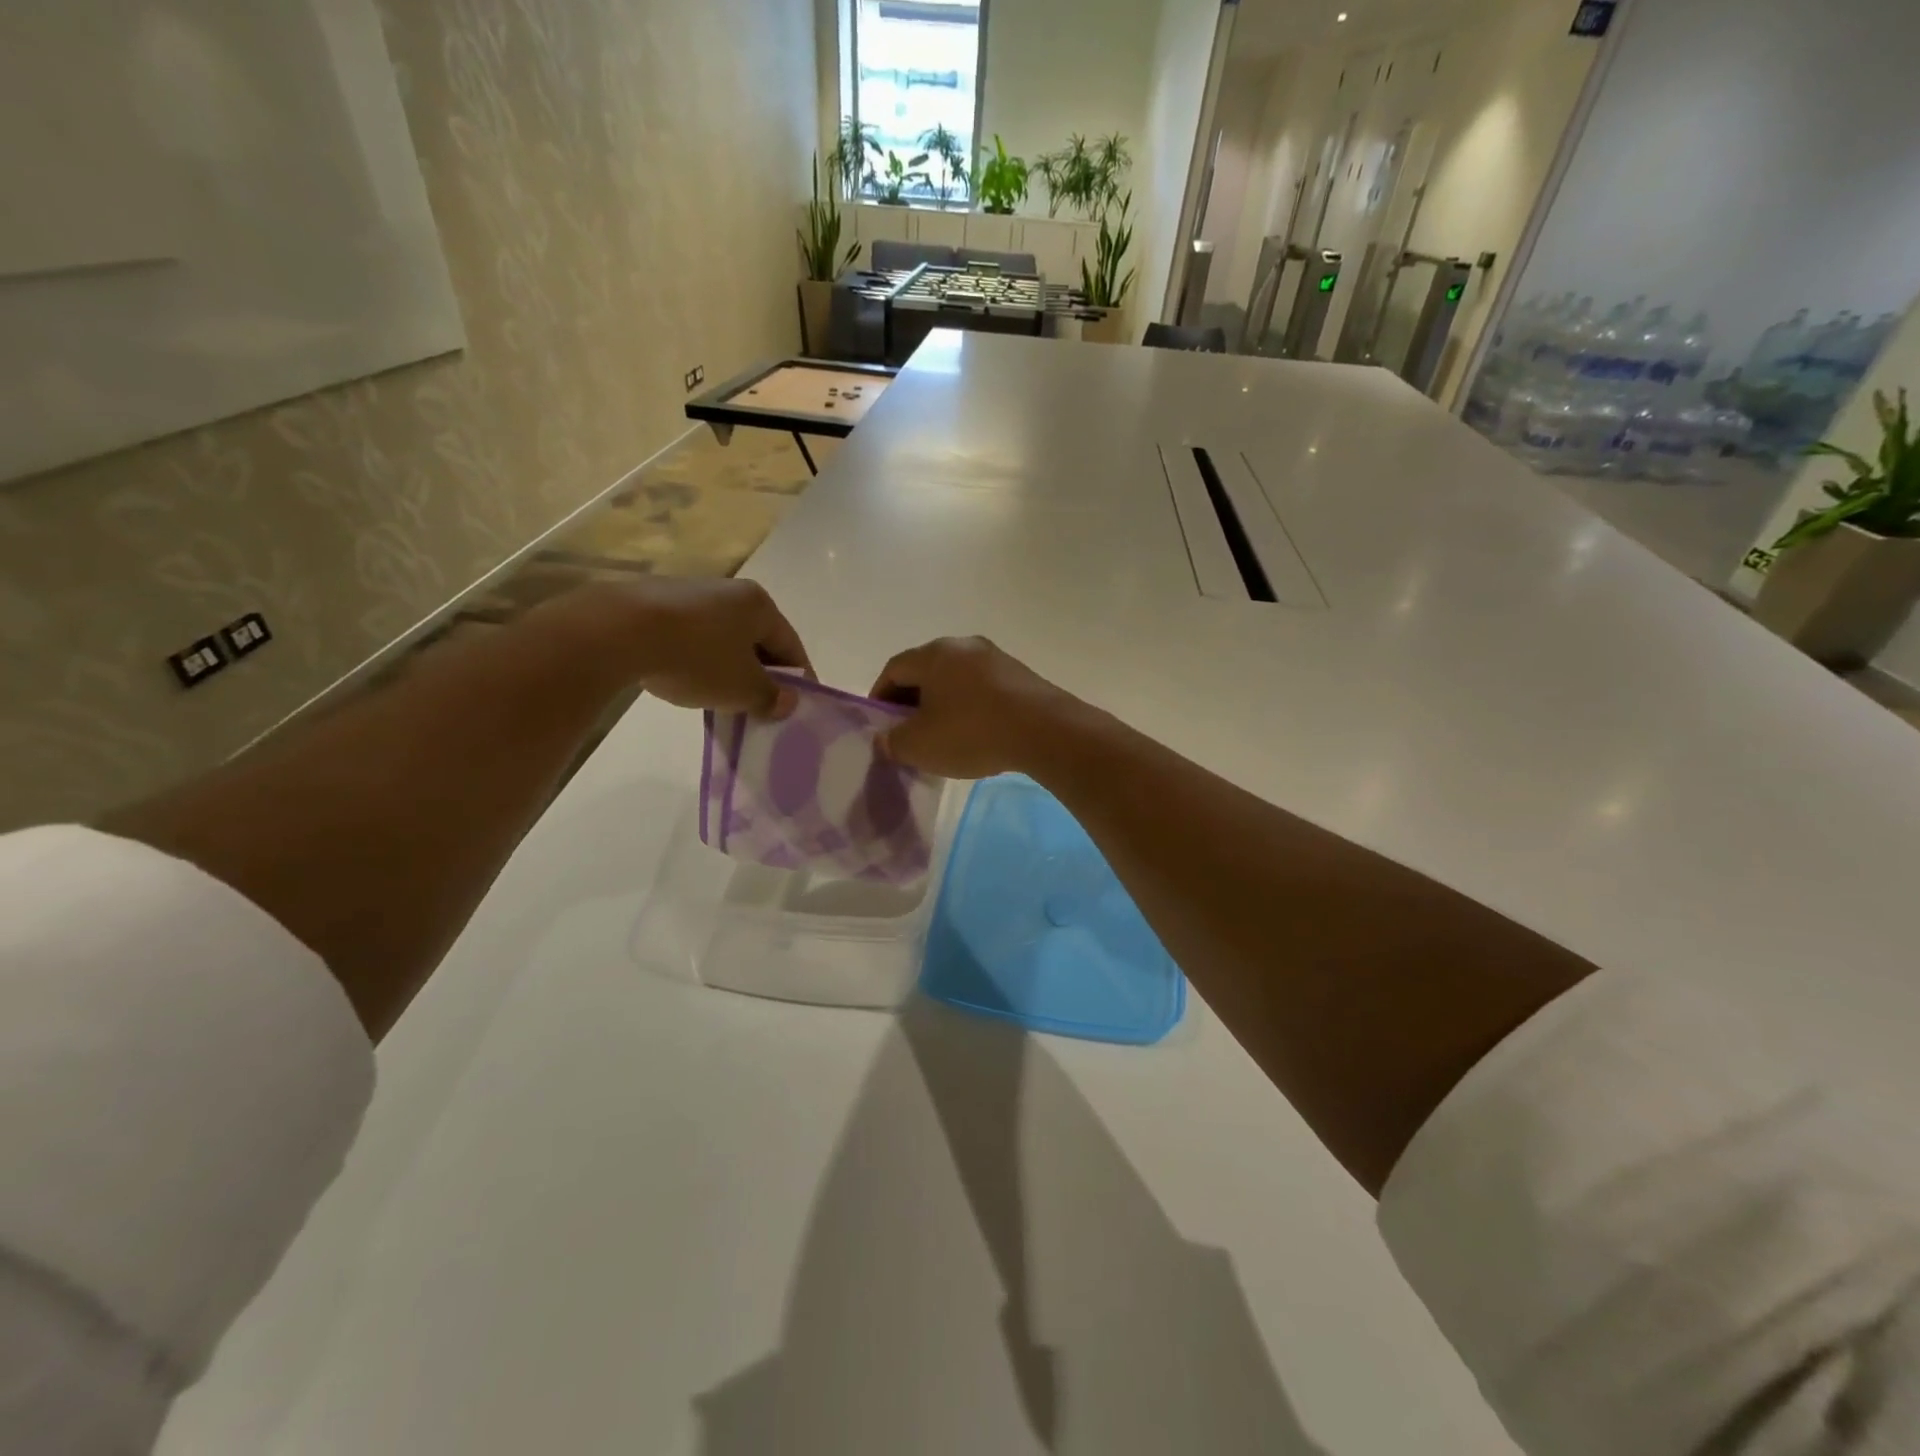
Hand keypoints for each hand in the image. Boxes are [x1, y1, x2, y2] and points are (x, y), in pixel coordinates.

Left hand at [538, 578, 810, 717]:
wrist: (619, 631)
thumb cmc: (697, 657)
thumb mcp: (742, 688)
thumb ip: (770, 697)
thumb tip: (788, 702)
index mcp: (760, 605)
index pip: (791, 646)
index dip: (798, 678)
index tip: (796, 705)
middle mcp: (730, 591)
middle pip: (758, 639)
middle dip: (762, 673)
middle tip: (760, 705)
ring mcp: (691, 593)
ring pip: (724, 638)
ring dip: (730, 667)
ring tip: (722, 697)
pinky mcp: (657, 602)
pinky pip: (693, 636)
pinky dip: (699, 659)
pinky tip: (687, 680)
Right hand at [869, 637, 1078, 778]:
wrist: (1045, 731)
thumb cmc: (972, 733)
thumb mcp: (920, 746)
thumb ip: (894, 741)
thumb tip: (887, 737)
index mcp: (933, 654)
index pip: (894, 668)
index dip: (881, 696)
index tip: (881, 723)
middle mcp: (963, 645)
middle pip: (926, 670)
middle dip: (912, 699)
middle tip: (909, 731)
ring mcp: (996, 657)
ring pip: (956, 678)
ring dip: (944, 703)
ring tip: (943, 735)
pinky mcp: (1021, 675)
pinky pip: (983, 688)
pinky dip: (971, 706)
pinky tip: (976, 733)